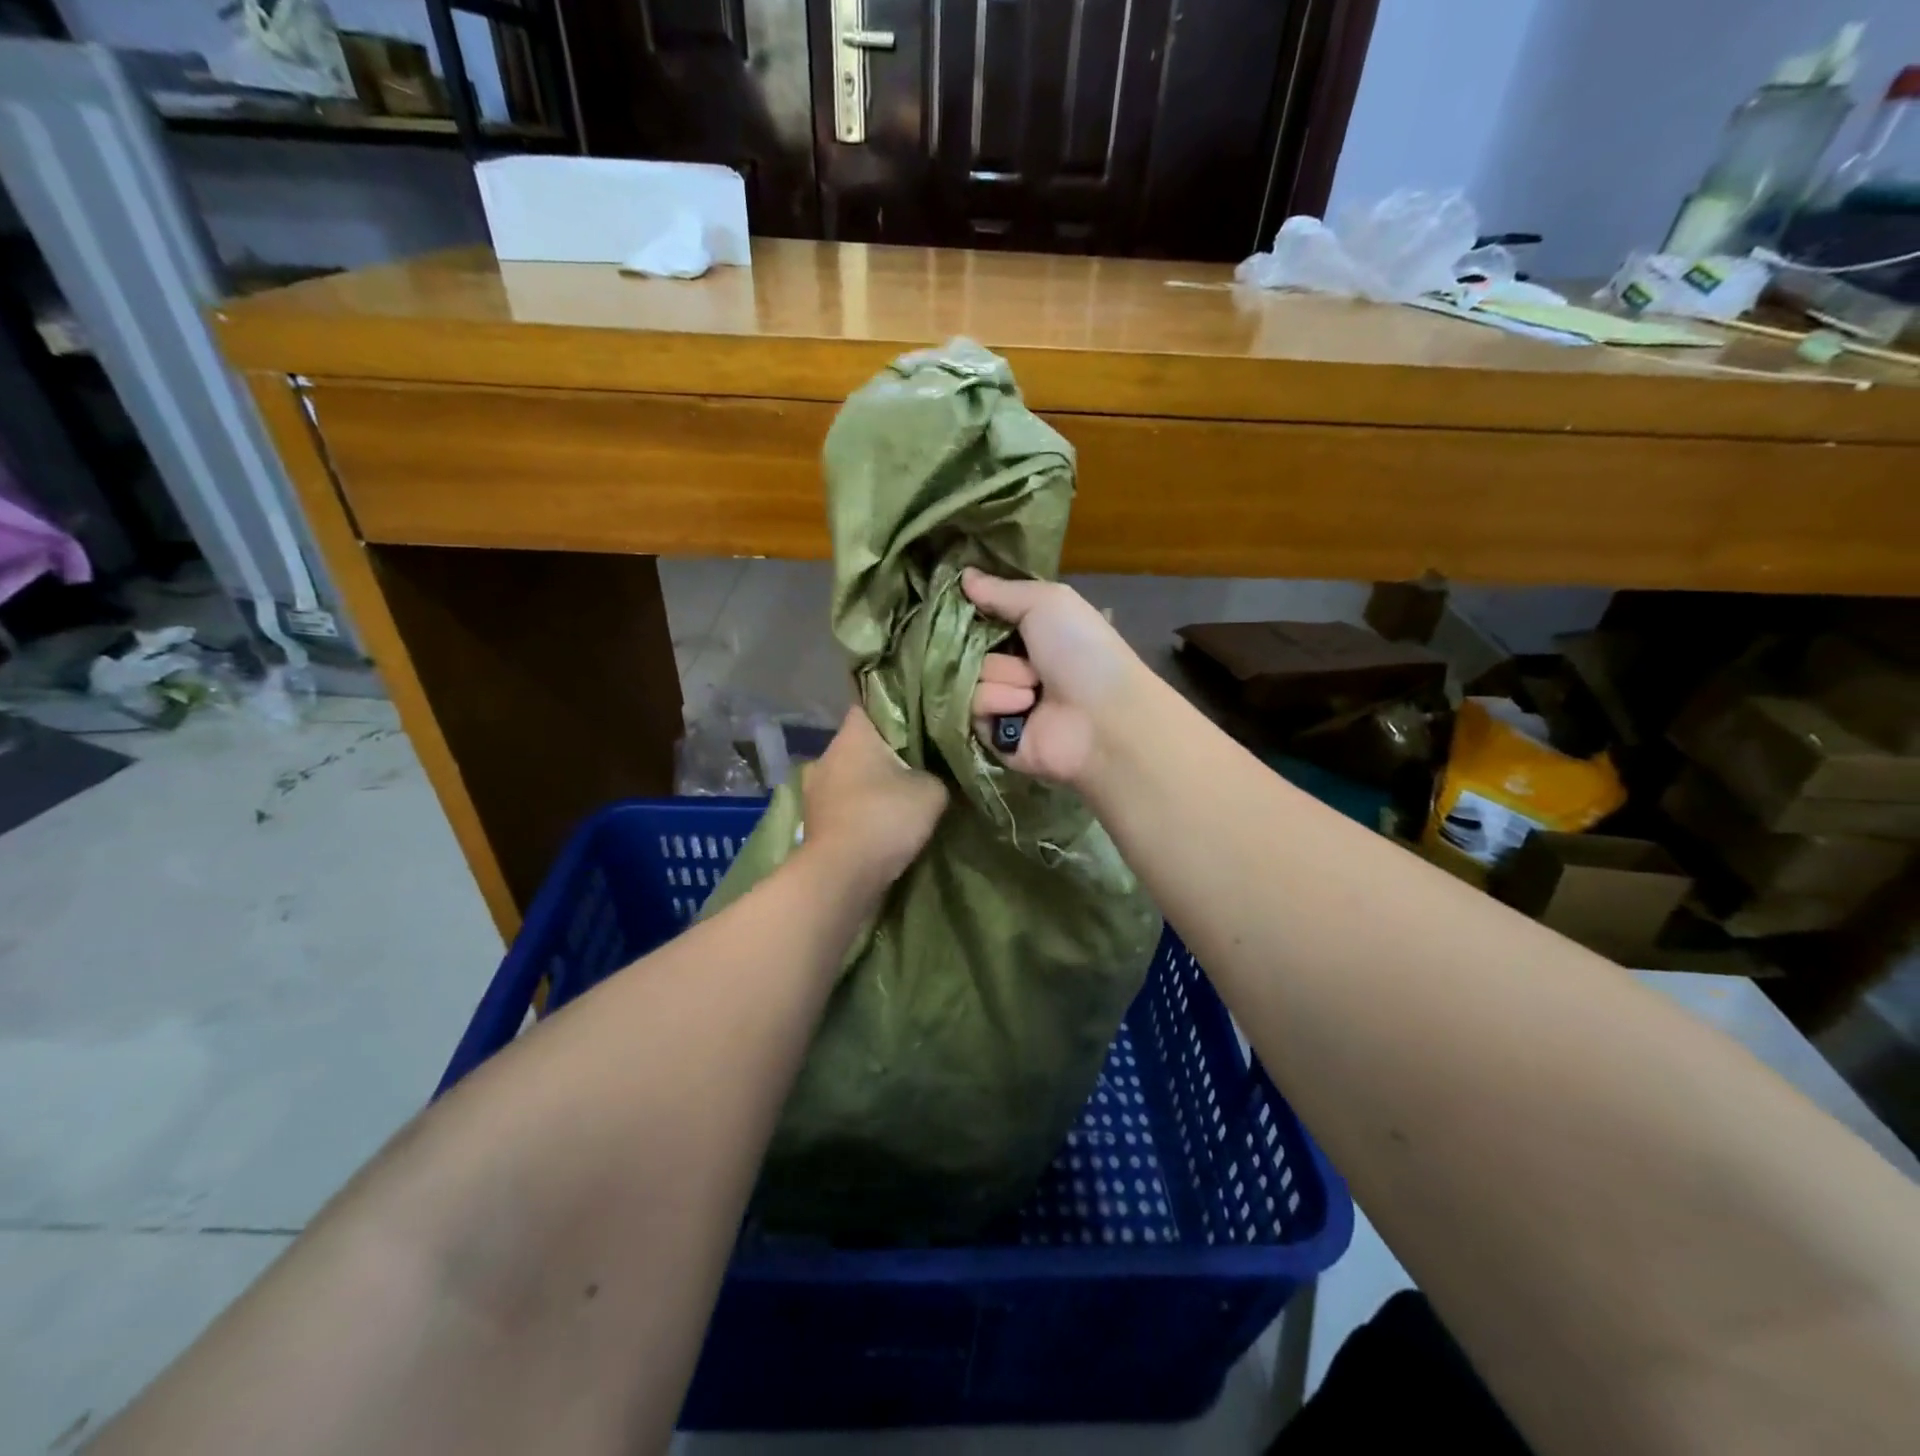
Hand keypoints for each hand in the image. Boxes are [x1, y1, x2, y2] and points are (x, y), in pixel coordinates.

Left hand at [799, 706, 947, 894]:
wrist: (841, 876)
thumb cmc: (884, 818)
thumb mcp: (932, 791)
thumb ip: (937, 774)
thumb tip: (935, 776)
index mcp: (852, 735)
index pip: (871, 706)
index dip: (896, 711)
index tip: (920, 723)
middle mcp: (826, 755)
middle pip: (861, 744)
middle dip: (887, 752)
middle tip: (920, 762)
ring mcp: (815, 790)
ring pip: (851, 776)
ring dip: (872, 784)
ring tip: (903, 795)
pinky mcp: (814, 821)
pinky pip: (844, 805)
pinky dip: (861, 810)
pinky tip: (883, 821)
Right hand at [962, 569, 1138, 785]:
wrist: (1103, 716)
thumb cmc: (1081, 650)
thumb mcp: (1046, 602)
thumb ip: (1001, 590)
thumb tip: (963, 574)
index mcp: (1028, 634)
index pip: (980, 619)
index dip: (971, 613)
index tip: (964, 604)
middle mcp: (1013, 666)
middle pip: (967, 648)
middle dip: (988, 647)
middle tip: (1022, 653)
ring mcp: (1003, 702)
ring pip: (969, 677)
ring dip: (1001, 676)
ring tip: (1034, 688)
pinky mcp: (994, 736)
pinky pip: (971, 709)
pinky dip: (998, 702)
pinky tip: (1025, 707)